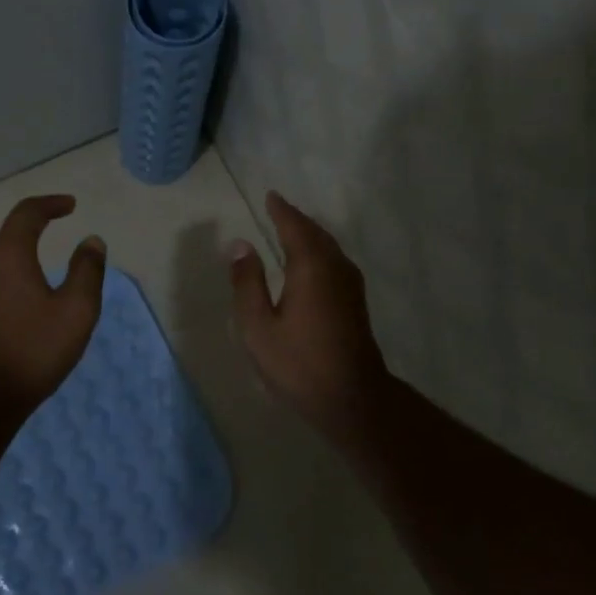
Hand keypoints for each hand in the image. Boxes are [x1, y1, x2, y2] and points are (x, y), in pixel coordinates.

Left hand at [0, 195, 106, 413]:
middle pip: (11, 234)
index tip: (71, 205)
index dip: (51, 204)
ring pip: (1, 258)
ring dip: (25, 254)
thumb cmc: (32, 349)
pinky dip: (14, 275)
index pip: (28, 212)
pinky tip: (30, 298)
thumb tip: (91, 241)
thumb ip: (87, 270)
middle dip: (37, 228)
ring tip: (50, 267)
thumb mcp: (76, 310)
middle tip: (61, 229)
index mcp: (7, 253)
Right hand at [228, 191, 390, 436]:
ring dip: (309, 235)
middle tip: (278, 210)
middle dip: (296, 220)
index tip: (271, 196)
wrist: (351, 398)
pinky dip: (319, 252)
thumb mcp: (258, 326)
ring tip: (291, 230)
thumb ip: (247, 283)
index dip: (281, 211)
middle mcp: (335, 267)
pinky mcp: (355, 302)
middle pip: (315, 233)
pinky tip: (310, 264)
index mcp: (311, 267)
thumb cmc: (298, 363)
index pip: (294, 227)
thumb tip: (240, 245)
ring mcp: (350, 285)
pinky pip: (334, 261)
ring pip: (328, 247)